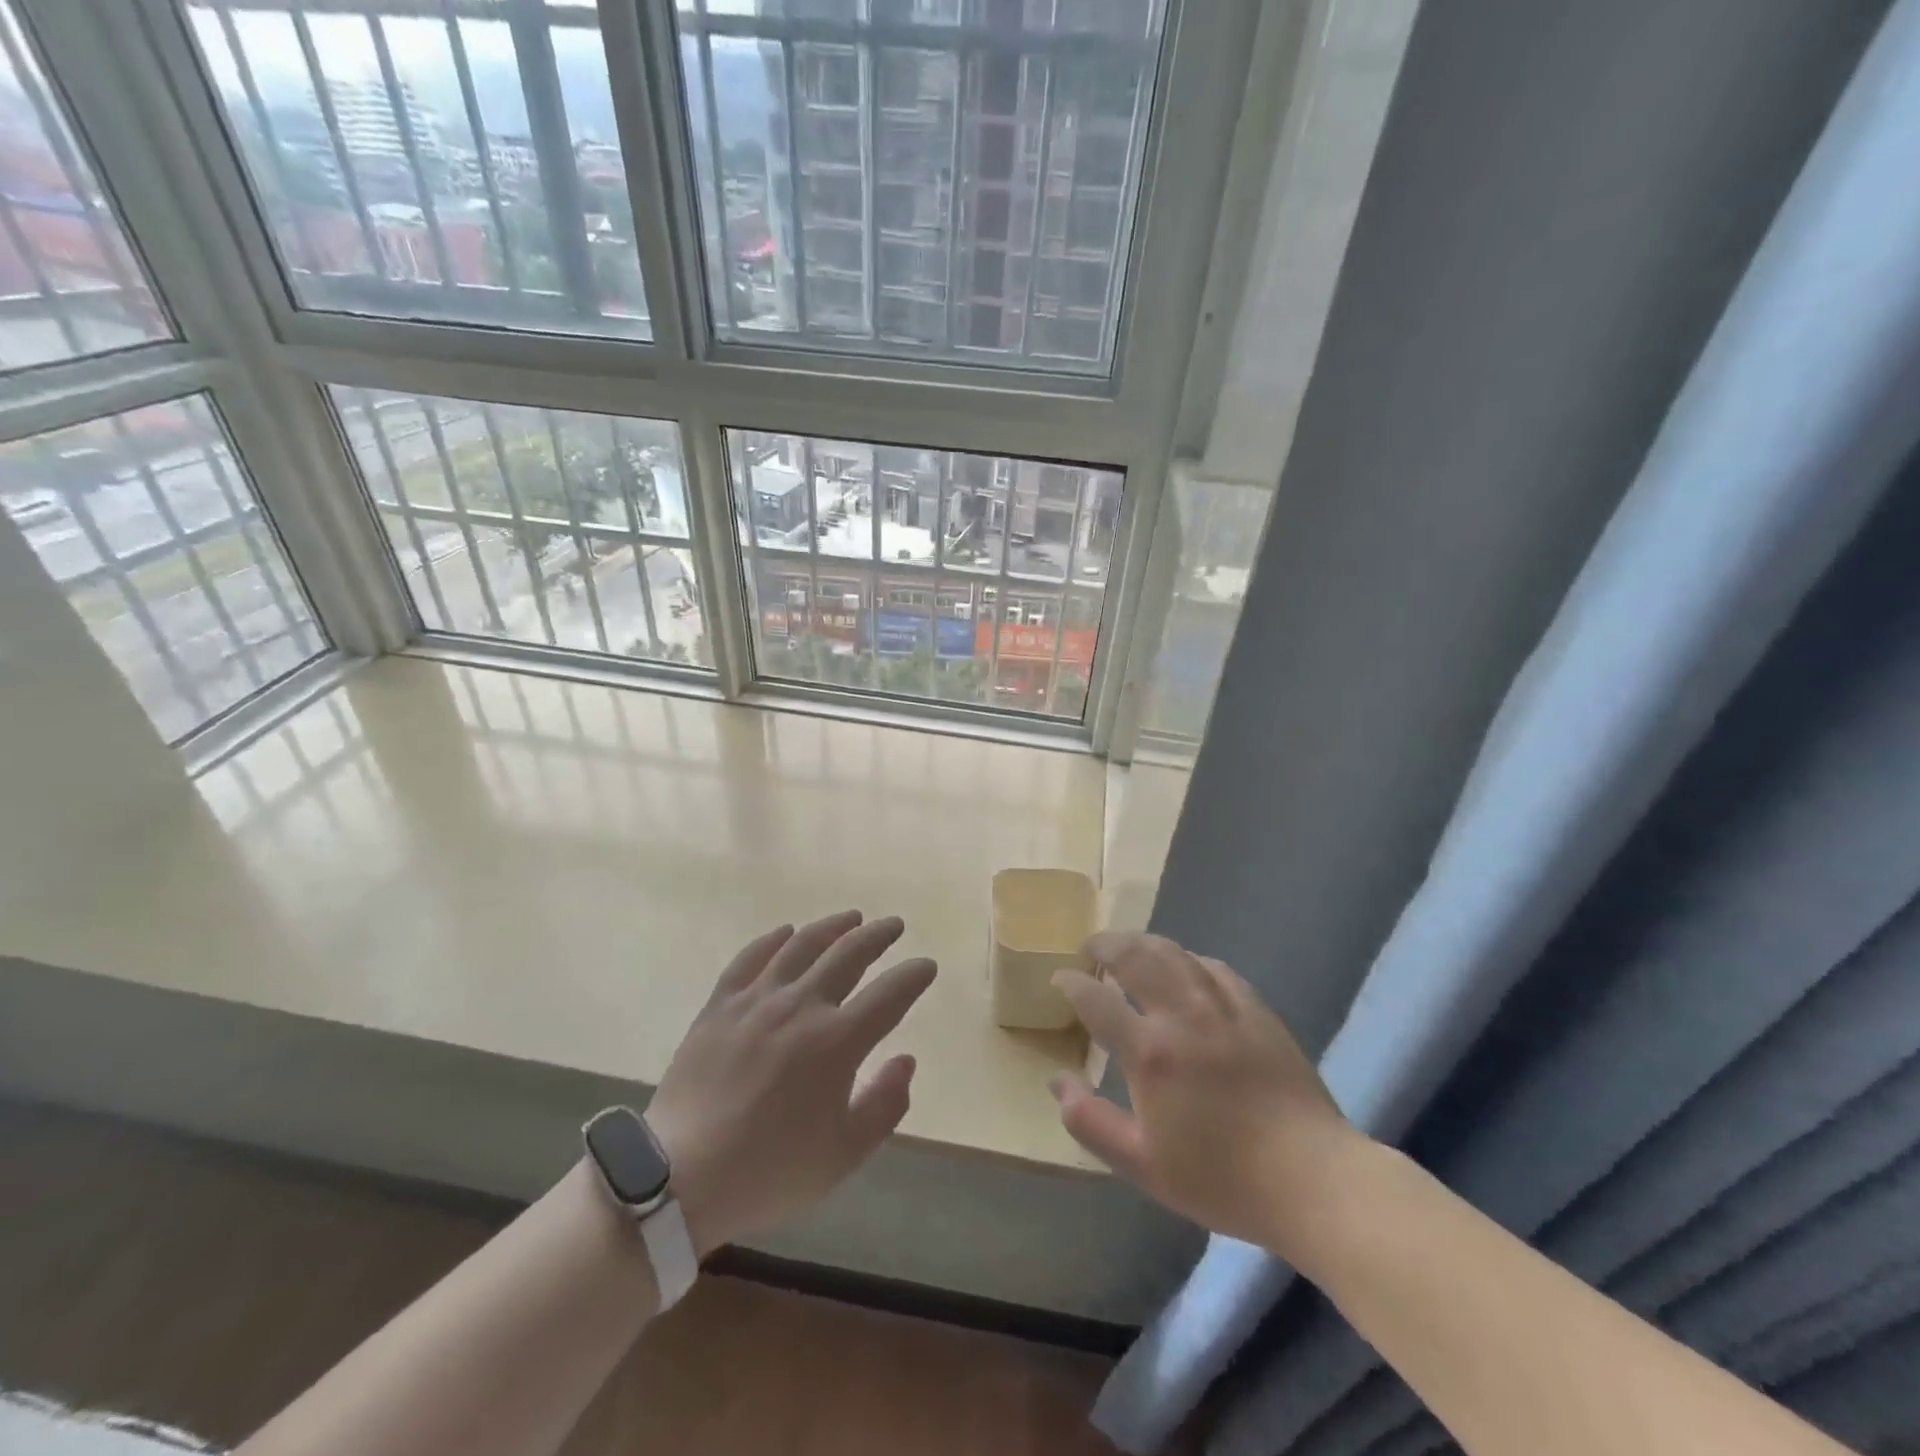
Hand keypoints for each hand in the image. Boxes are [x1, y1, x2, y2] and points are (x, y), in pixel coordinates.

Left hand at [643, 912, 936, 1256]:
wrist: (679, 1178)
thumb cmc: (769, 1171)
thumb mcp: (843, 1155)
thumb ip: (884, 1104)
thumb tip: (906, 1060)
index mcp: (837, 1042)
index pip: (889, 994)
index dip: (913, 976)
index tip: (926, 965)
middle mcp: (801, 1007)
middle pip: (848, 954)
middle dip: (878, 936)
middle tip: (893, 926)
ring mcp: (756, 1000)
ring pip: (802, 945)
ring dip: (832, 927)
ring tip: (851, 918)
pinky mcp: (720, 1005)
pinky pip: (750, 958)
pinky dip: (772, 940)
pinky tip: (784, 932)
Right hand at [1051, 933, 1364, 1249]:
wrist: (1311, 1178)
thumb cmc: (1221, 1178)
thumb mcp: (1142, 1166)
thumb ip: (1091, 1122)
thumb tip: (1057, 1082)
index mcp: (1149, 1052)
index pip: (1096, 999)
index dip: (1071, 983)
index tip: (1060, 979)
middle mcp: (1181, 1015)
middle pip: (1133, 956)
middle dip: (1103, 945)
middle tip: (1090, 950)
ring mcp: (1222, 1006)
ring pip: (1173, 952)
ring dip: (1142, 942)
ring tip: (1128, 948)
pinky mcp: (1255, 1008)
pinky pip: (1212, 966)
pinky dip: (1186, 958)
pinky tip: (1183, 967)